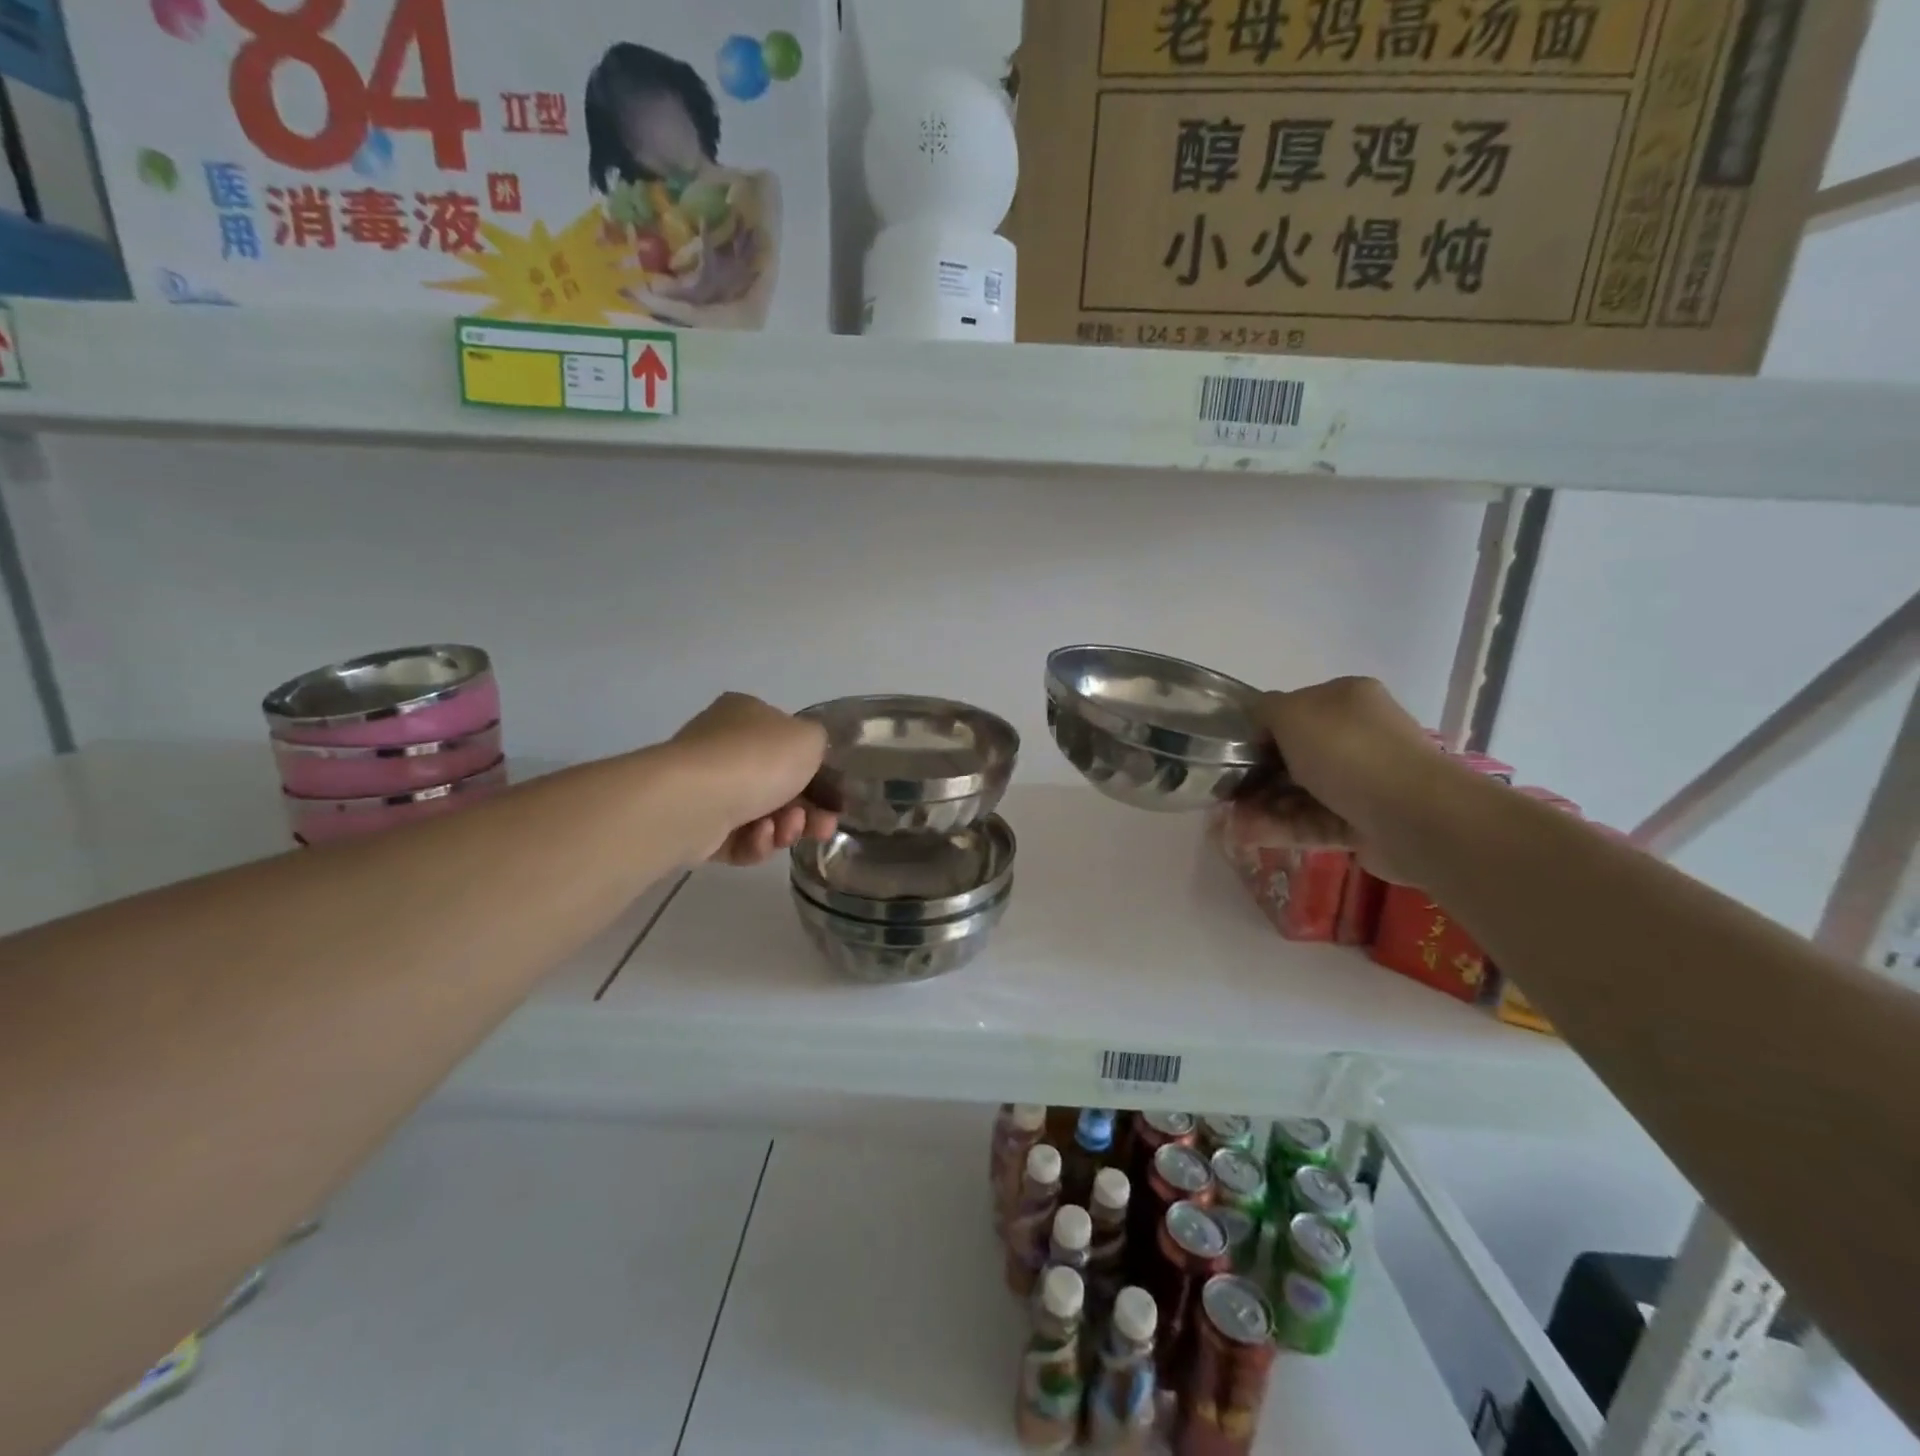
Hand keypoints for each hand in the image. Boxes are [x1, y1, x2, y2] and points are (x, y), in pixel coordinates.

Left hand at [669, 693, 836, 865]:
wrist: (696, 800)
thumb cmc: (757, 759)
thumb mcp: (810, 738)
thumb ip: (819, 743)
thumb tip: (808, 756)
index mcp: (746, 714)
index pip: (787, 741)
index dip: (816, 770)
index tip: (834, 797)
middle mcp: (722, 745)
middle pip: (779, 783)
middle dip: (806, 809)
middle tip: (823, 826)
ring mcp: (706, 786)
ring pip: (762, 814)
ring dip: (784, 827)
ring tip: (786, 831)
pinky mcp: (696, 825)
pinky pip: (738, 839)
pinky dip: (755, 842)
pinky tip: (758, 837)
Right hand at [1227, 677, 1451, 885]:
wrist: (1413, 815)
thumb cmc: (1348, 751)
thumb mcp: (1293, 713)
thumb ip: (1265, 710)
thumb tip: (1257, 722)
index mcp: (1346, 700)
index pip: (1293, 711)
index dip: (1259, 731)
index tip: (1230, 753)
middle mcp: (1358, 736)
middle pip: (1293, 756)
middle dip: (1256, 775)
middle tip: (1224, 794)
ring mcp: (1363, 782)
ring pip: (1300, 793)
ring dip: (1262, 806)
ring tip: (1230, 822)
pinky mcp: (1362, 823)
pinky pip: (1312, 822)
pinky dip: (1280, 828)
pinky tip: (1247, 836)